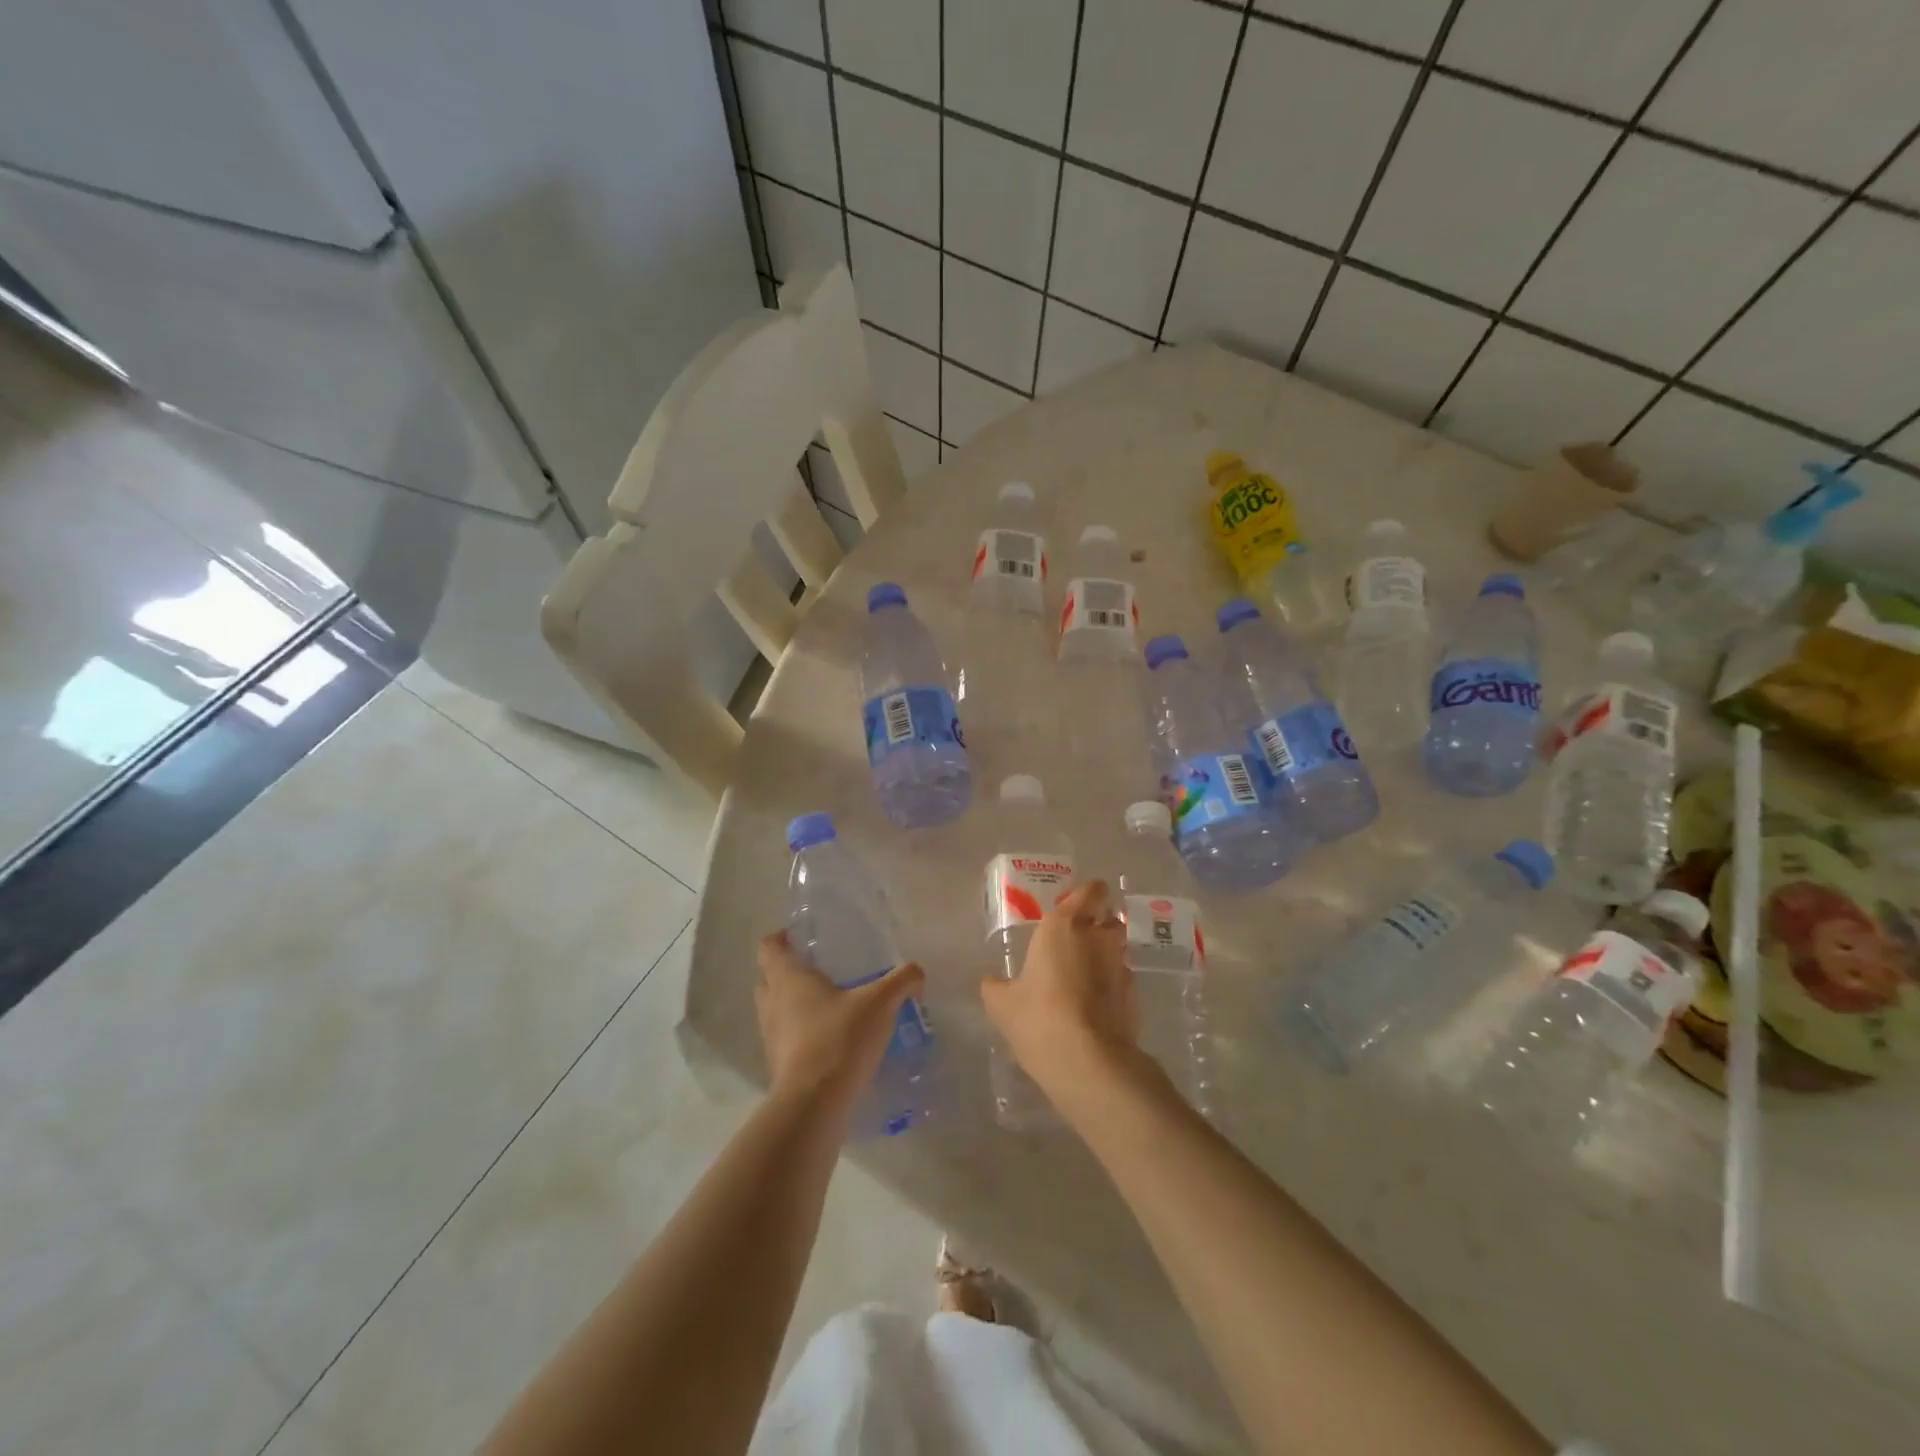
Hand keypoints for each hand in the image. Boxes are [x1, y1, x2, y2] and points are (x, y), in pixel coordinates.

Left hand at [756, 931, 923, 1115]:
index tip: (799, 936)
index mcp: (788, 978)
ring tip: (829, 1005)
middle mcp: (772, 1003)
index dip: (781, 938)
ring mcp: (771, 1037)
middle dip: (788, 972)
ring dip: (794, 1005)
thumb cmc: (840, 1038)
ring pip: (775, 1011)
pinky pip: (786, 1040)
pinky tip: (832, 1039)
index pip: (769, 947)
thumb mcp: (880, 1003)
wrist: (815, 1104)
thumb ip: (902, 981)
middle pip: (768, 978)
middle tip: (819, 969)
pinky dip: (802, 1035)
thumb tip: (917, 972)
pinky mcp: (778, 1066)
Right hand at [979, 881, 1142, 1110]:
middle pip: (1107, 918)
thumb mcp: (1002, 1004)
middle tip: (1075, 944)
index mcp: (1064, 926)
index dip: (1087, 895)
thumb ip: (996, 986)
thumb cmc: (1039, 1018)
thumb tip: (991, 981)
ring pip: (1117, 949)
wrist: (1089, 1062)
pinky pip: (1122, 980)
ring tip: (1084, 979)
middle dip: (1097, 926)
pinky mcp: (1135, 997)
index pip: (1090, 890)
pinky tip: (1094, 1008)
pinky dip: (1111, 987)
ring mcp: (1121, 966)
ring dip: (1105, 957)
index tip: (1075, 907)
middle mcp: (1098, 937)